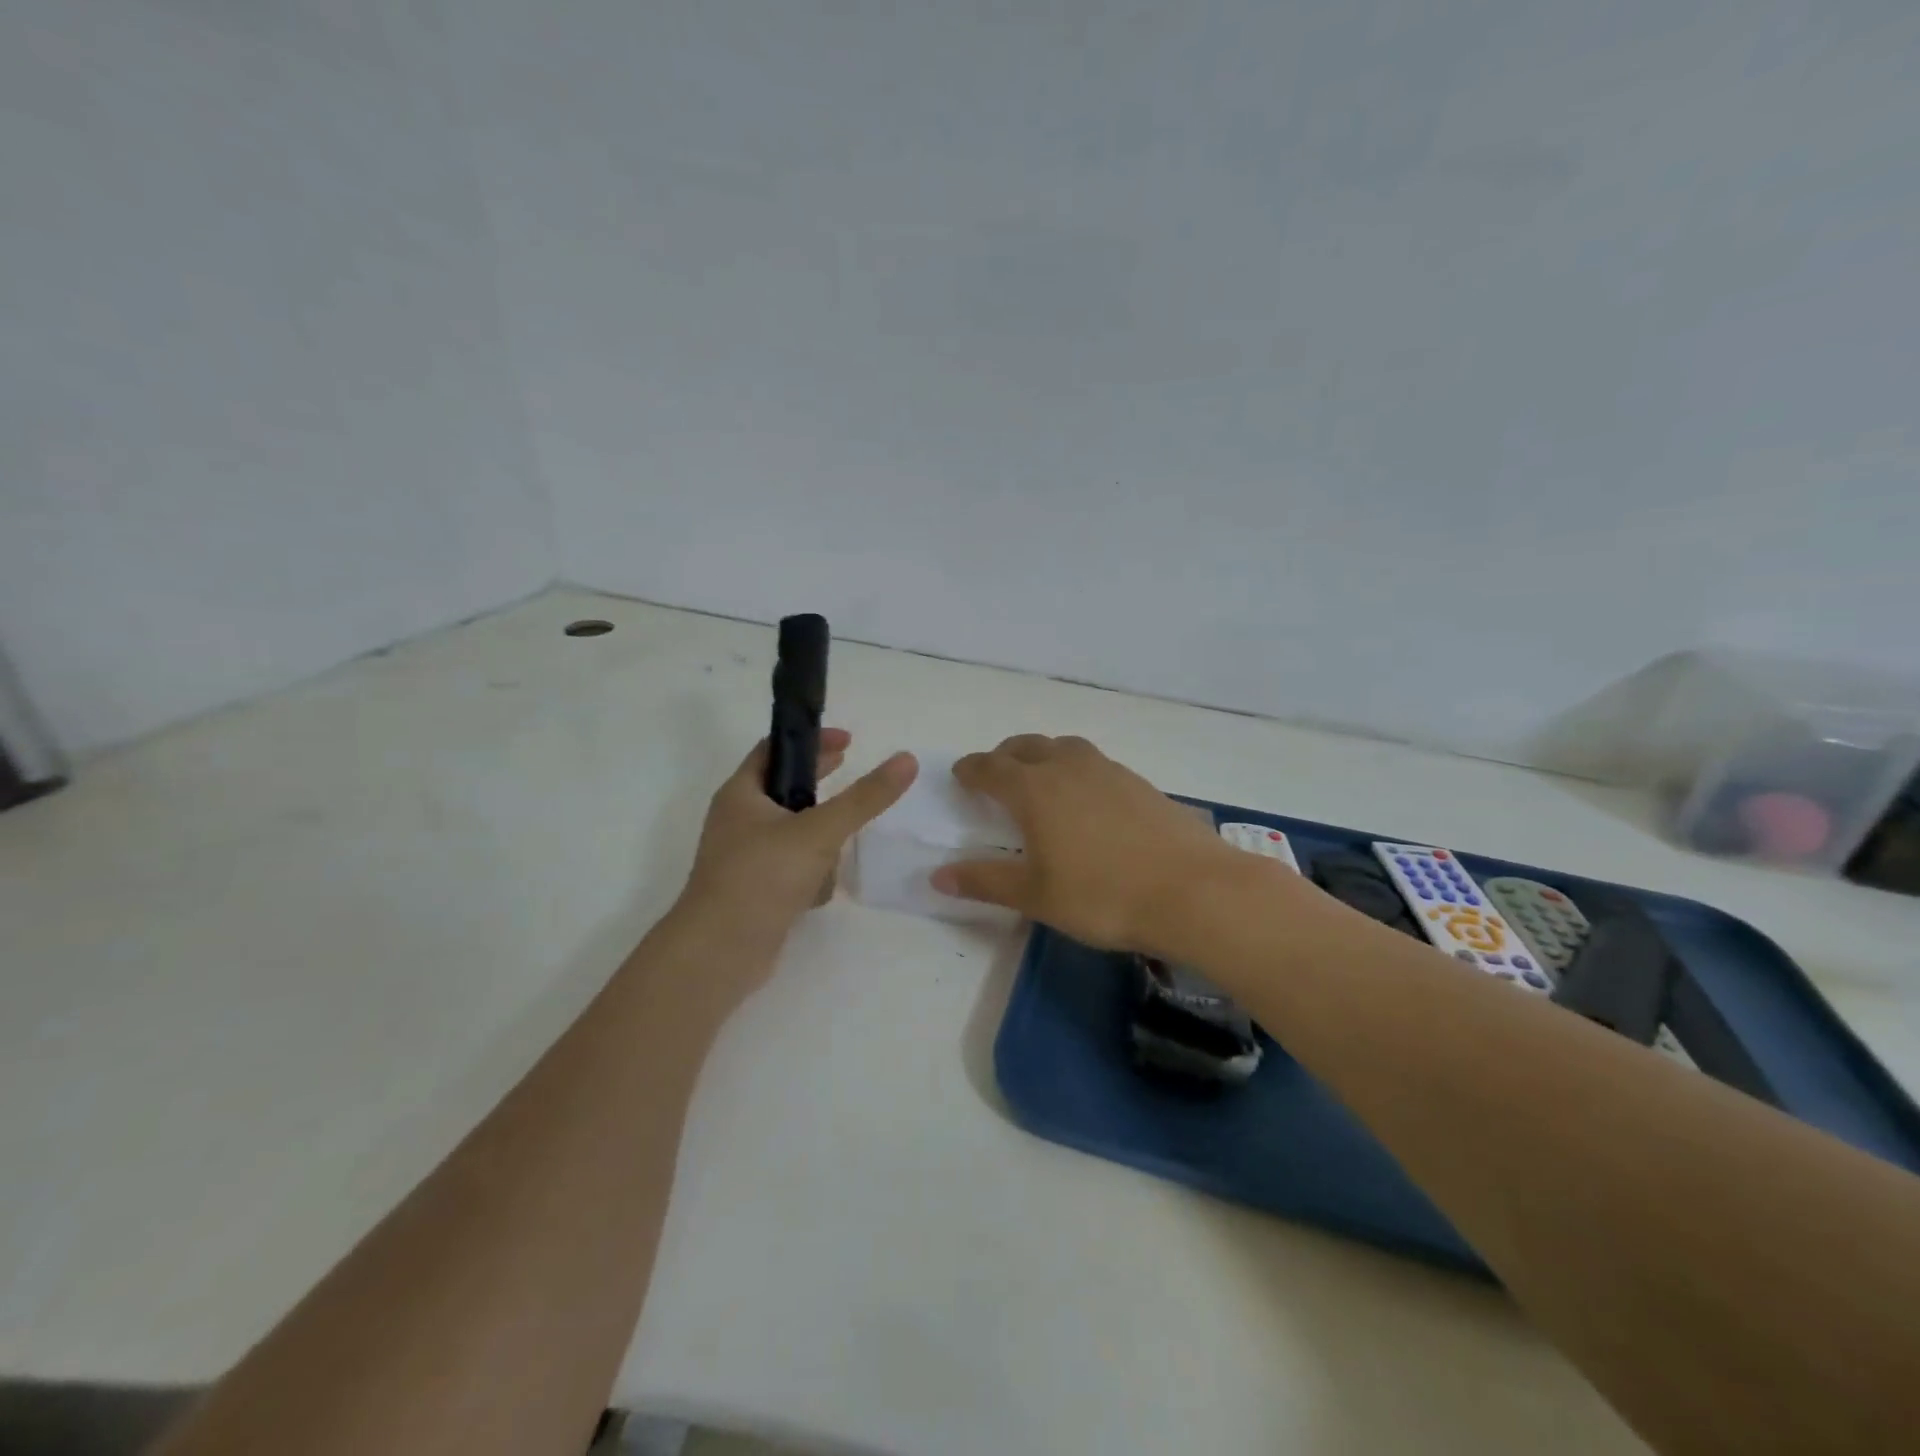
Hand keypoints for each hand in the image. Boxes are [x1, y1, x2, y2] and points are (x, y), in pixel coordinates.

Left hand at [681, 729, 916, 946]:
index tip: (848, 742)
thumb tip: (907, 760)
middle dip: (818, 784)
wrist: (720, 953)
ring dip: (819, 838)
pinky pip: (791, 868)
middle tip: (850, 770)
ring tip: (841, 845)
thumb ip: (864, 798)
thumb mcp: (819, 831)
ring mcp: (745, 858)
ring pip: (793, 833)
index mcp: (741, 794)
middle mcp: (738, 821)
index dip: (810, 740)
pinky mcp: (756, 890)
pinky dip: (810, 873)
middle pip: (784, 789)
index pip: (774, 749)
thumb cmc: (762, 877)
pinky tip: (821, 892)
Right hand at [929, 734, 1234, 951]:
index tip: (960, 775)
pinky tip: (1088, 801)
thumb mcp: (1035, 895)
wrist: (1193, 891)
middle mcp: (1068, 767)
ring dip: (1043, 756)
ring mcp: (1109, 771)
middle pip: (1027, 746)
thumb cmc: (1101, 895)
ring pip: (1065, 748)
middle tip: (996, 775)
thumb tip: (937, 876)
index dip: (970, 770)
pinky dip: (1077, 771)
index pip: (990, 767)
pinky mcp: (1141, 783)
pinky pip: (1095, 764)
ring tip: (1041, 780)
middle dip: (1005, 756)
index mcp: (1034, 788)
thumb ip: (985, 881)